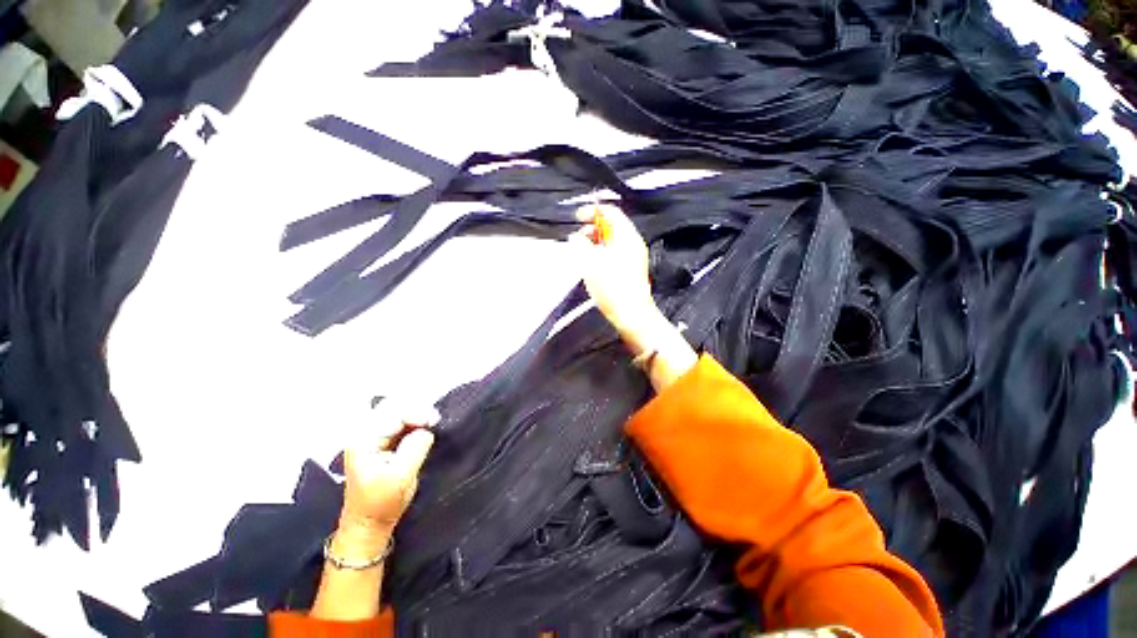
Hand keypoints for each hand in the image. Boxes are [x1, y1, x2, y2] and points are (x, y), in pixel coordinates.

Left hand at [338, 399, 438, 535]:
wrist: (367, 524)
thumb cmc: (382, 503)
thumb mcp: (402, 476)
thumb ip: (416, 446)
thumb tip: (427, 429)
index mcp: (364, 440)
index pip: (393, 412)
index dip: (417, 413)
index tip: (434, 422)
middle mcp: (363, 433)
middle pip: (392, 406)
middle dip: (416, 410)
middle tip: (433, 422)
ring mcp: (369, 437)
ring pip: (395, 411)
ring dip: (415, 415)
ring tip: (430, 424)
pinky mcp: (378, 441)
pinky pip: (397, 421)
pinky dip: (412, 422)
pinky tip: (421, 429)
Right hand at [571, 203, 698, 390]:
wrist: (632, 316)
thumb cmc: (613, 288)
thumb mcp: (591, 264)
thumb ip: (581, 246)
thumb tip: (575, 237)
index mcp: (626, 236)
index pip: (611, 211)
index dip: (592, 211)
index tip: (576, 218)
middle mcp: (632, 242)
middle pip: (611, 225)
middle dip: (592, 227)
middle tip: (577, 238)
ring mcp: (632, 256)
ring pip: (612, 239)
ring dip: (595, 241)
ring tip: (581, 251)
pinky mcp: (629, 269)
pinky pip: (613, 252)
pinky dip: (600, 252)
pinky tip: (591, 263)